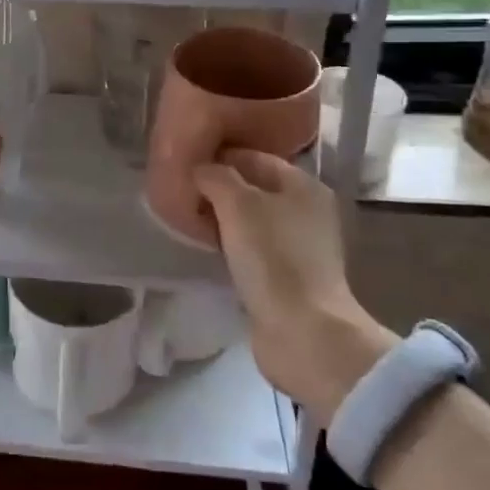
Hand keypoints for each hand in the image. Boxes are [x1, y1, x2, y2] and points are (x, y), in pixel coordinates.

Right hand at [194, 149, 394, 418]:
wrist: (303, 333)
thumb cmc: (273, 259)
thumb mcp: (237, 204)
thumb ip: (216, 176)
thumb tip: (200, 169)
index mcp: (303, 185)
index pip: (253, 157)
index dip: (218, 157)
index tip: (185, 165)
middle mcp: (307, 211)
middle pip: (253, 188)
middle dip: (218, 189)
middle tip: (182, 194)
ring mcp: (300, 246)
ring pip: (252, 220)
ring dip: (223, 218)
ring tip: (190, 220)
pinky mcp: (289, 276)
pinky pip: (254, 248)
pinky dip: (232, 245)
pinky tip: (210, 248)